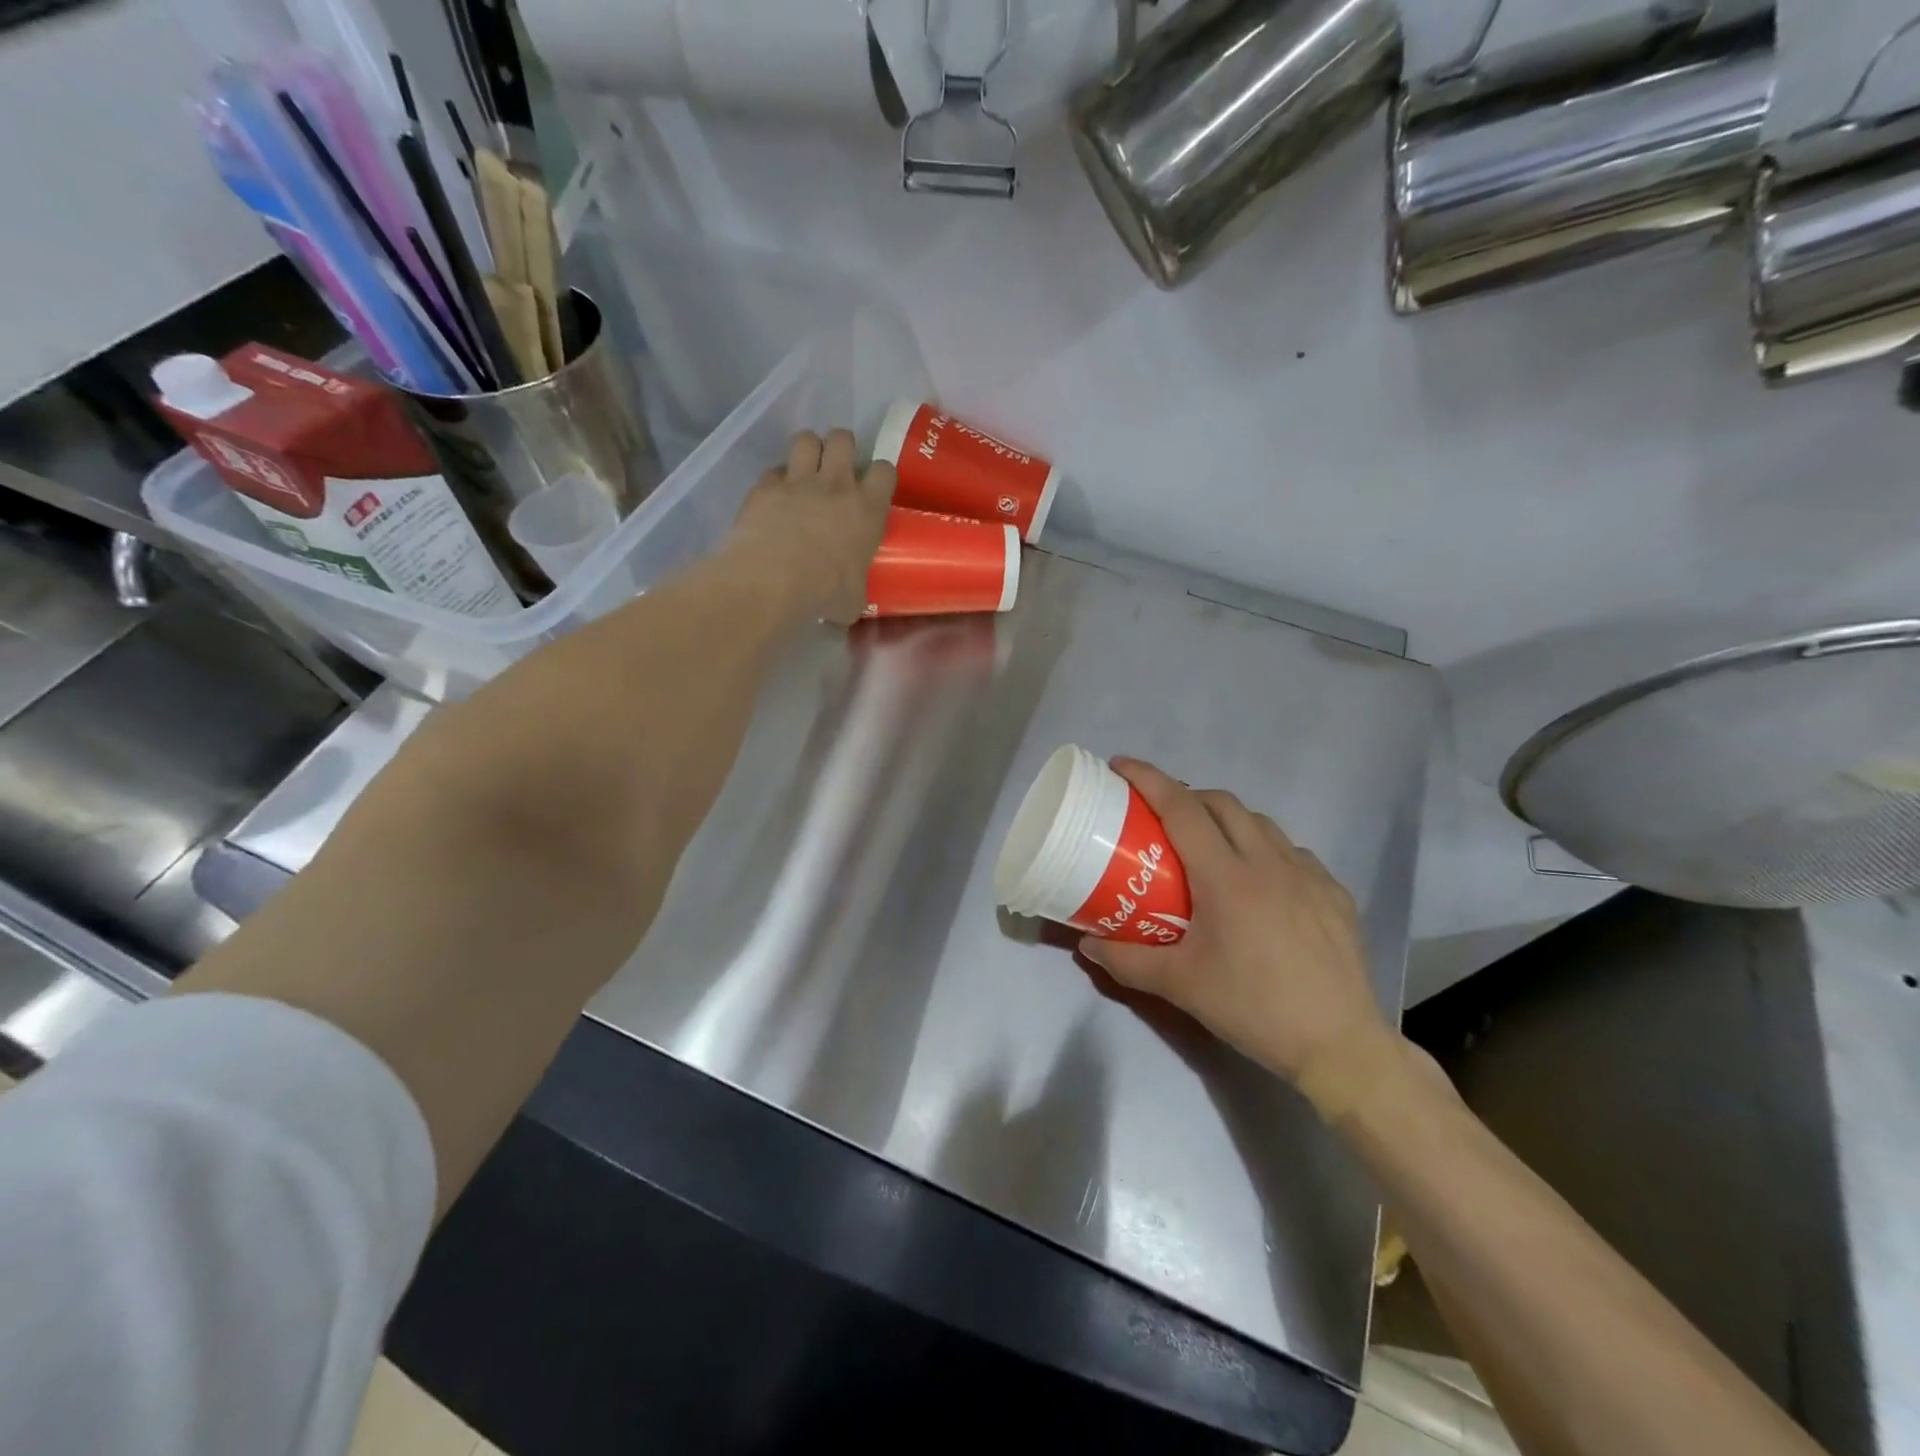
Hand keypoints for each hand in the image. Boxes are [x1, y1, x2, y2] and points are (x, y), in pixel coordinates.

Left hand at [728, 429, 894, 624]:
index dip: (879, 475)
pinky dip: (775, 481)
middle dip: (840, 447)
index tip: (873, 488)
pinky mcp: (765, 486)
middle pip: (843, 438)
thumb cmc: (825, 592)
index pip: (884, 470)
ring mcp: (798, 481)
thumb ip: (856, 589)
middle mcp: (835, 485)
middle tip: (836, 469)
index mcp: (867, 509)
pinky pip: (773, 471)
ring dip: (808, 451)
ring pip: (806, 439)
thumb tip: (850, 601)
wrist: (774, 579)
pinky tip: (774, 498)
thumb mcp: (853, 599)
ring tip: (805, 470)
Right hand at [1079, 758, 1400, 1115]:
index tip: (1120, 765)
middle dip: (1186, 796)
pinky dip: (1265, 850)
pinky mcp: (1334, 893)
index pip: (1181, 808)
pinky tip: (1261, 884)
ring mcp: (1309, 874)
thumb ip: (1126, 960)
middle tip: (1161, 817)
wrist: (1339, 1046)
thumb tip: (1086, 943)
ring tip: (1209, 847)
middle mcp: (1269, 861)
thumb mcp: (1180, 986)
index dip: (1148, 779)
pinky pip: (1292, 852)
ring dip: (1228, 820)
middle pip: (1222, 803)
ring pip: (1261, 823)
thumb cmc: (1253, 1008)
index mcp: (1226, 876)